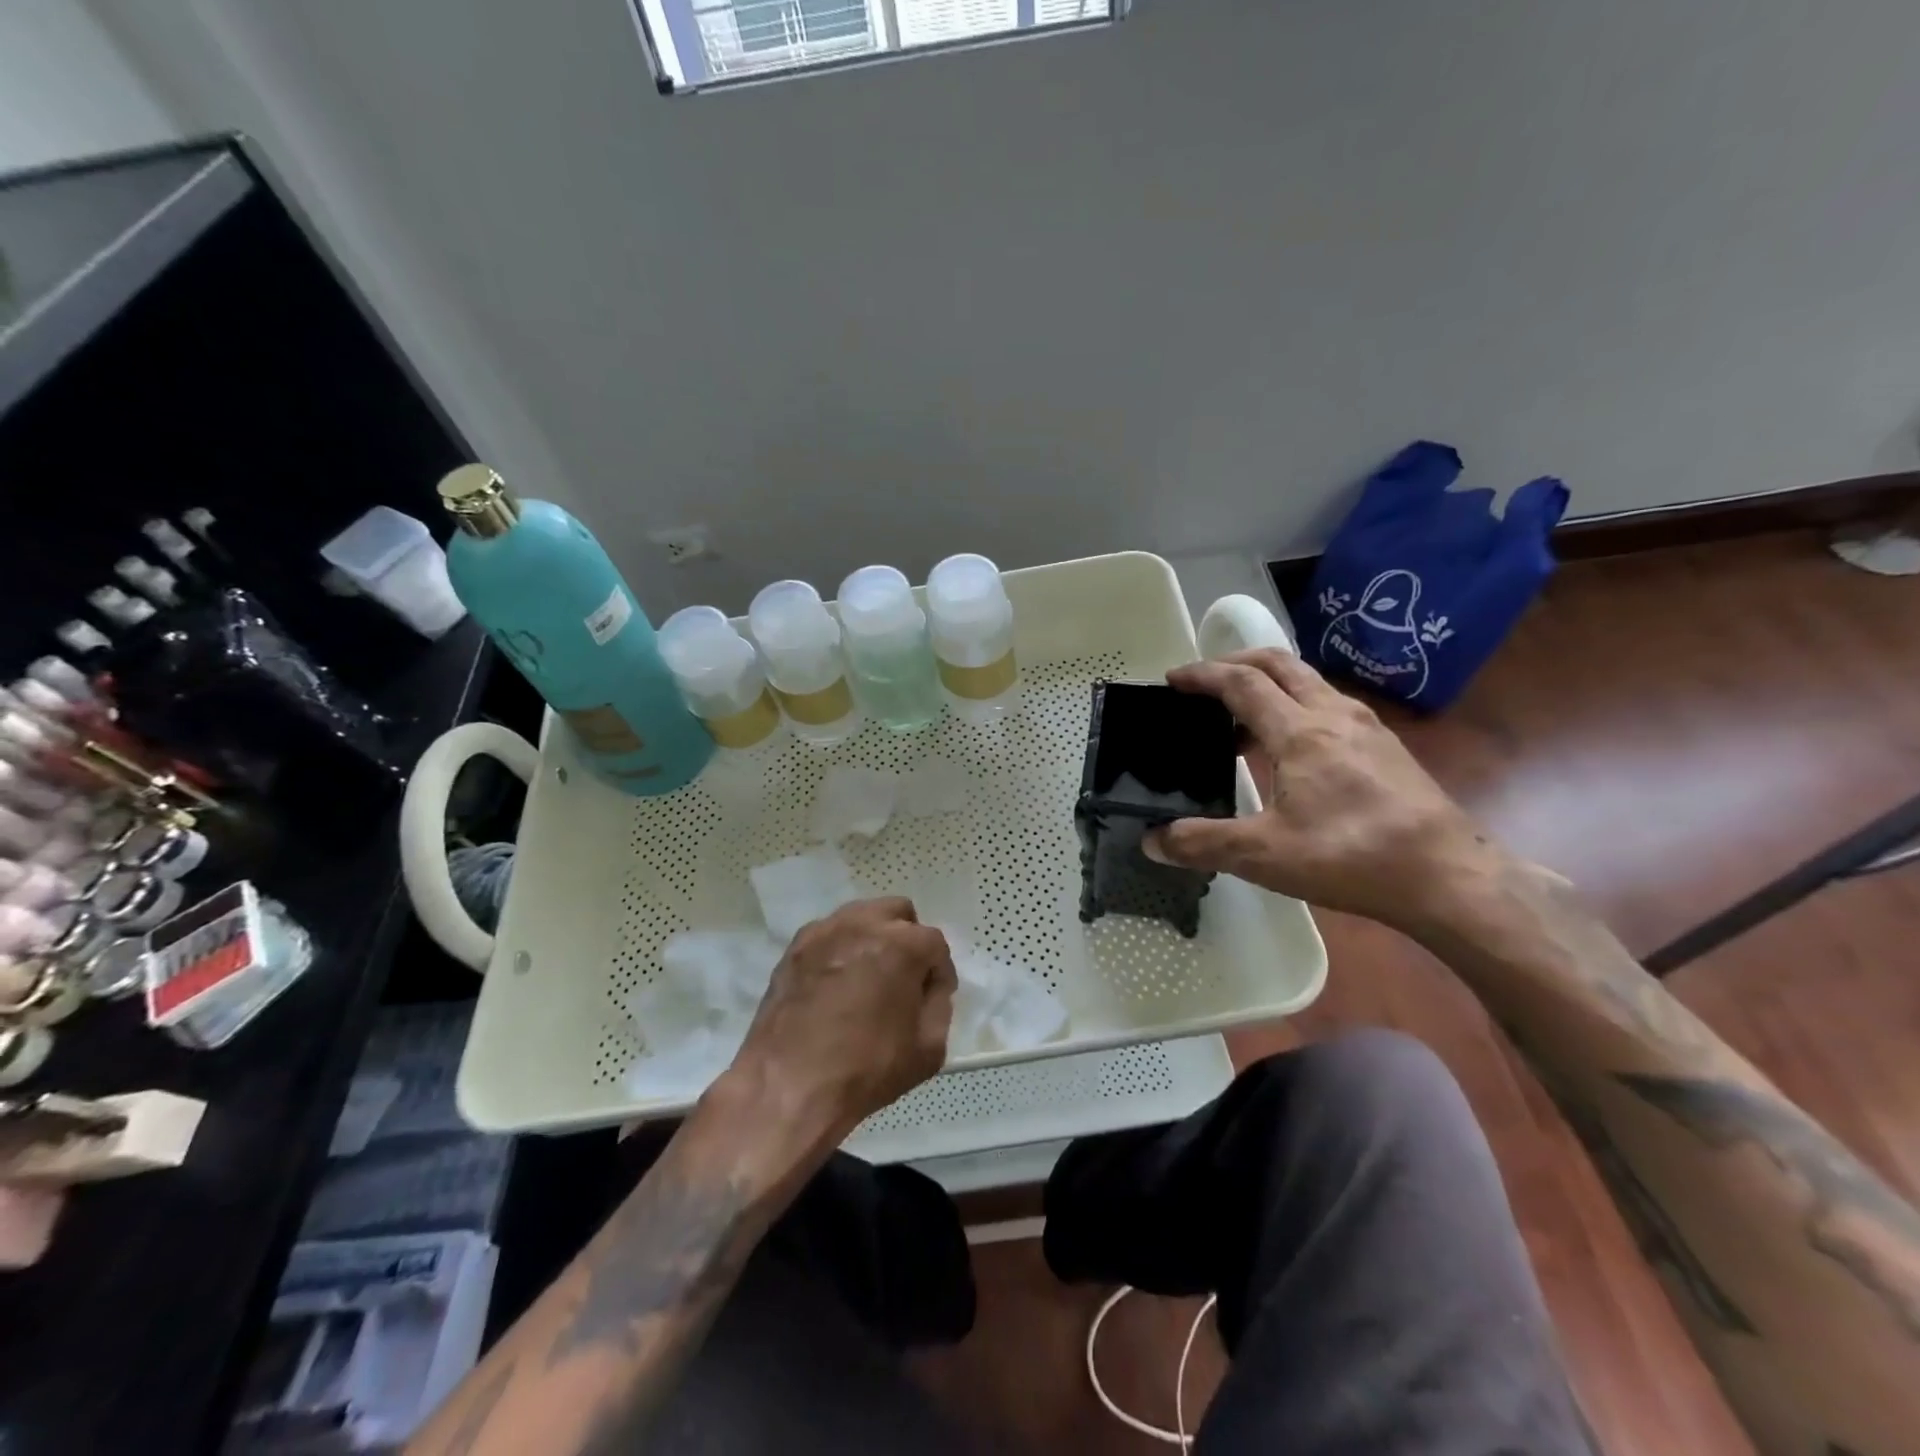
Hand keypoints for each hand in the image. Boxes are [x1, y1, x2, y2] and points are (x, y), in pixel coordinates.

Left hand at [719, 898, 955, 1147]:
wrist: (788, 1086)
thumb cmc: (865, 1069)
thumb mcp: (928, 1049)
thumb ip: (939, 1006)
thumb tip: (929, 988)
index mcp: (903, 945)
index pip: (935, 945)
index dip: (938, 974)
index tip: (931, 999)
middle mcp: (864, 924)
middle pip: (898, 914)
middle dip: (907, 940)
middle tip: (901, 979)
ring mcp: (825, 931)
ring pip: (861, 917)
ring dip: (872, 939)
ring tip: (867, 979)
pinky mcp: (795, 947)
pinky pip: (829, 935)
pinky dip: (839, 950)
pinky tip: (835, 984)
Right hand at [1144, 650, 1507, 935]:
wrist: (1449, 876)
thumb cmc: (1352, 857)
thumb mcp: (1265, 855)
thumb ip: (1203, 843)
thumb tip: (1152, 841)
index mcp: (1299, 732)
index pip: (1241, 683)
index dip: (1202, 675)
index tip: (1172, 679)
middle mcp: (1333, 714)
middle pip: (1278, 664)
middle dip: (1235, 662)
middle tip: (1204, 682)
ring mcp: (1366, 726)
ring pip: (1307, 681)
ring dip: (1268, 684)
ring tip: (1240, 719)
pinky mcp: (1386, 745)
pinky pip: (1328, 704)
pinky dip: (1295, 706)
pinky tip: (1290, 748)